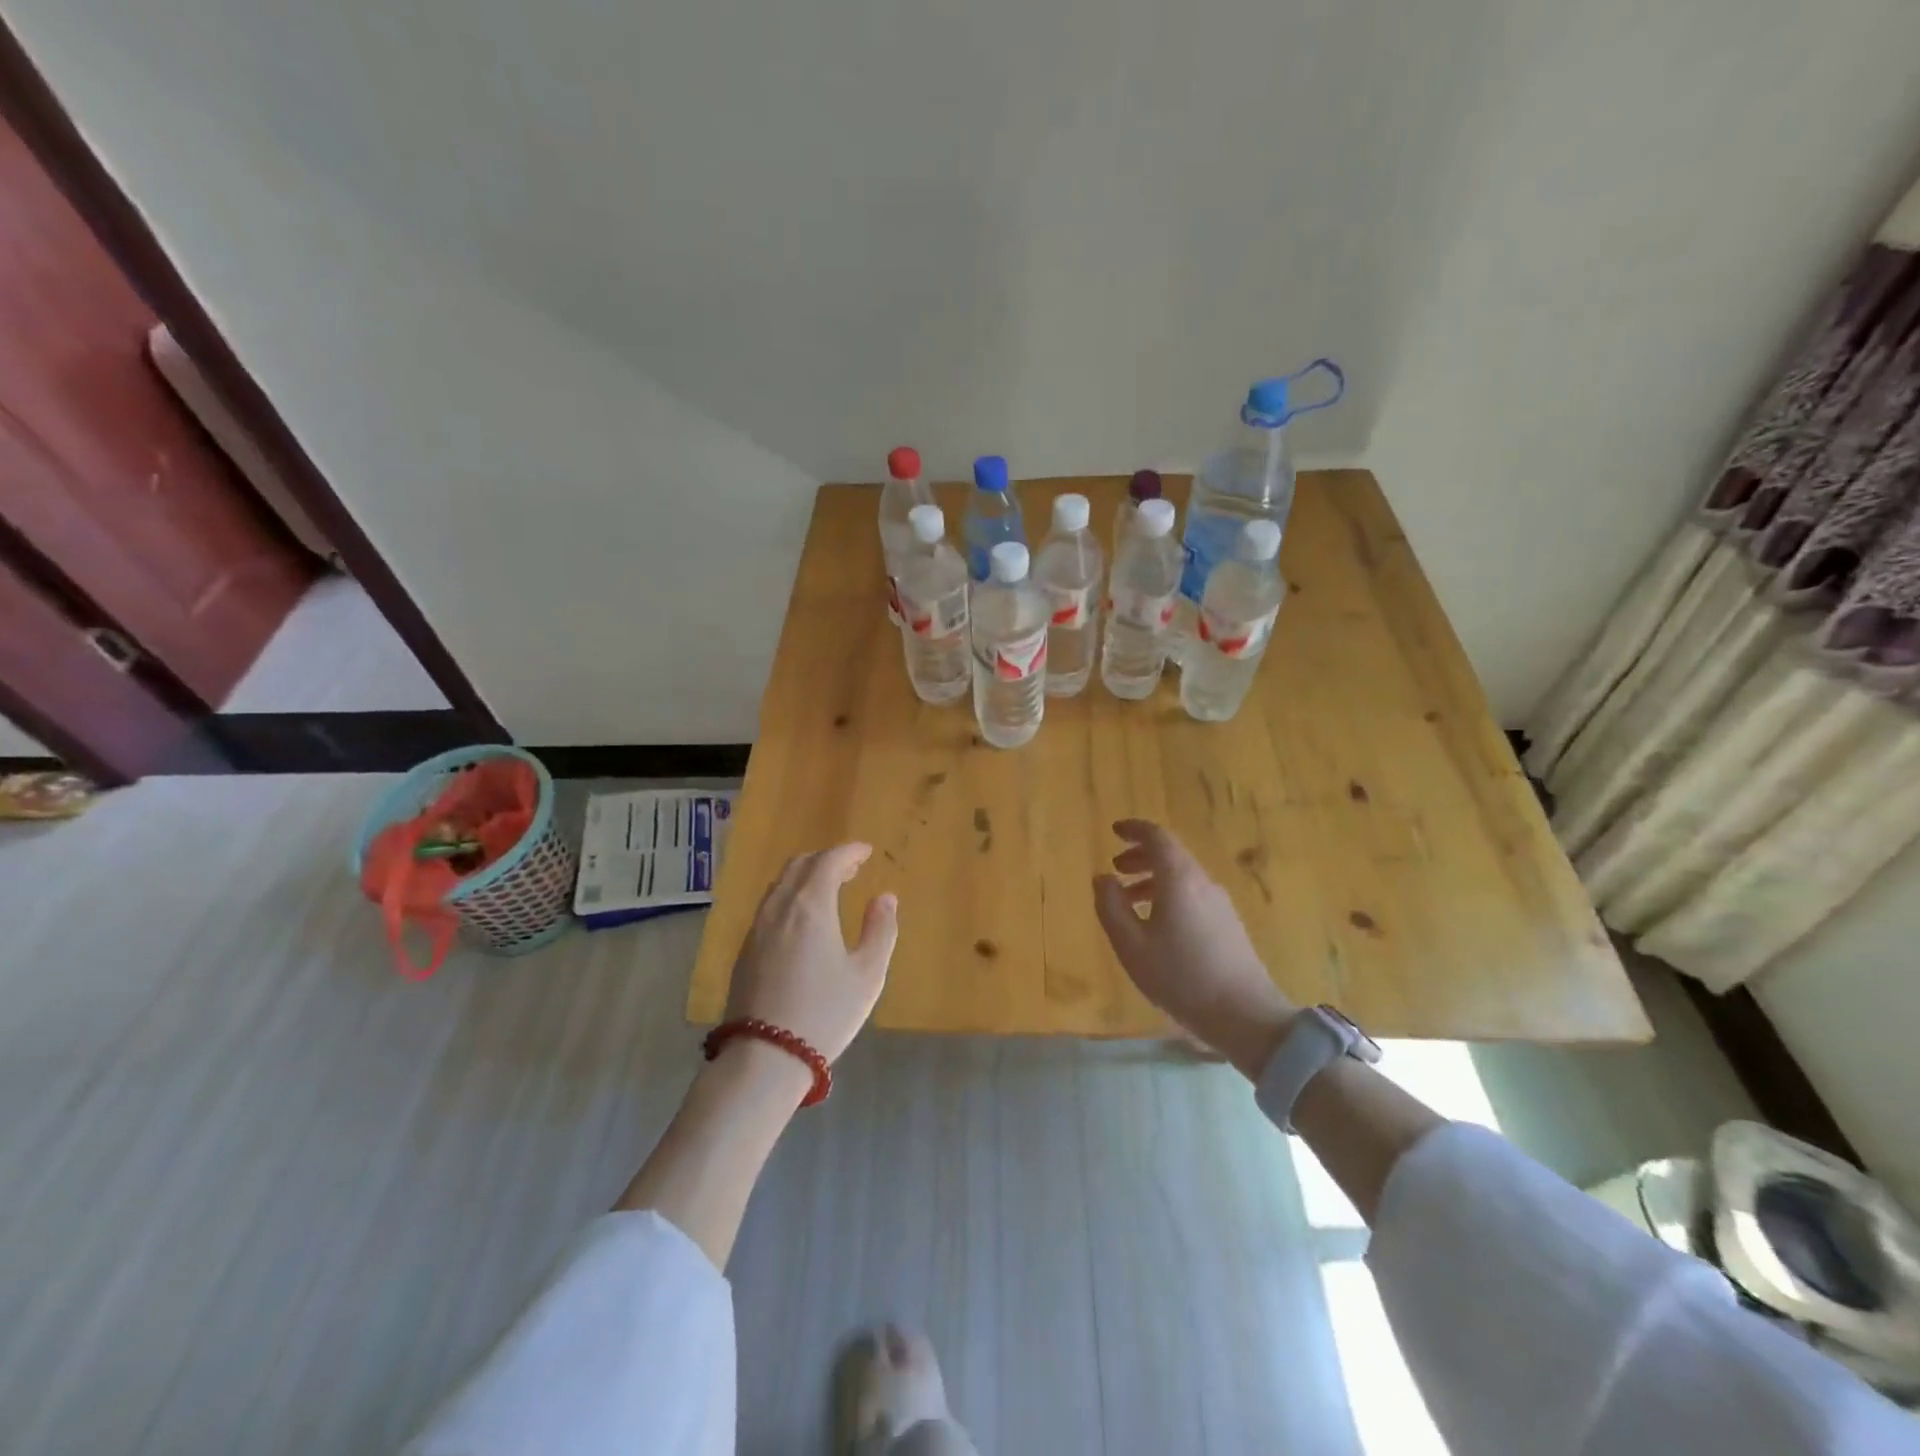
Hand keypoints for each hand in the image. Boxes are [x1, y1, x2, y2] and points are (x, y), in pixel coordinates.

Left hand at [726, 843, 898, 1064]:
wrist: (765, 1056)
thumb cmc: (825, 1013)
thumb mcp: (867, 974)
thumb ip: (881, 930)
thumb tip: (885, 897)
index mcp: (811, 905)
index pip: (828, 860)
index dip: (848, 851)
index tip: (866, 852)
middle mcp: (780, 906)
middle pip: (800, 865)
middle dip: (826, 859)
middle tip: (851, 869)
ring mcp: (757, 927)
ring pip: (781, 884)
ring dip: (806, 876)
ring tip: (829, 889)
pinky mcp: (745, 949)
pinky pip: (770, 904)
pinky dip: (791, 895)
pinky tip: (803, 918)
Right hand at [1093, 819, 1295, 1077]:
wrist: (1245, 1015)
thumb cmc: (1181, 977)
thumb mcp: (1131, 946)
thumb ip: (1111, 907)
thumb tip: (1102, 878)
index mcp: (1179, 879)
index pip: (1157, 837)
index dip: (1134, 829)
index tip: (1115, 831)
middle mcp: (1202, 882)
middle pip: (1171, 854)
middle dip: (1140, 856)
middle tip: (1116, 868)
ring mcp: (1220, 903)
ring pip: (1182, 876)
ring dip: (1153, 878)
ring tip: (1129, 899)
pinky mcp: (1228, 923)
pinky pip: (1193, 894)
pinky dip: (1169, 894)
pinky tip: (1157, 924)